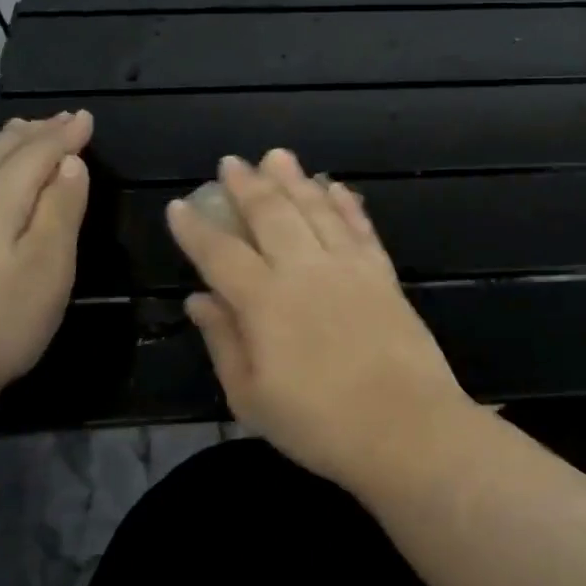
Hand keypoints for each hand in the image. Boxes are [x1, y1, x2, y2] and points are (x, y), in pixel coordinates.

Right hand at [166, 149, 473, 487]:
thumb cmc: (319, 424)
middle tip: (231, 162)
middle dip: (246, 186)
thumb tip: (198, 299)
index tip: (179, 205)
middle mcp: (304, 270)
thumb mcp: (252, 398)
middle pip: (271, 215)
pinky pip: (360, 227)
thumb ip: (224, 342)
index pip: (220, 253)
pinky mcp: (383, 273)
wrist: (405, 428)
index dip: (196, 228)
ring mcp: (348, 267)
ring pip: (316, 210)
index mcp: (264, 301)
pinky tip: (335, 188)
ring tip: (278, 157)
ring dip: (295, 181)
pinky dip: (346, 204)